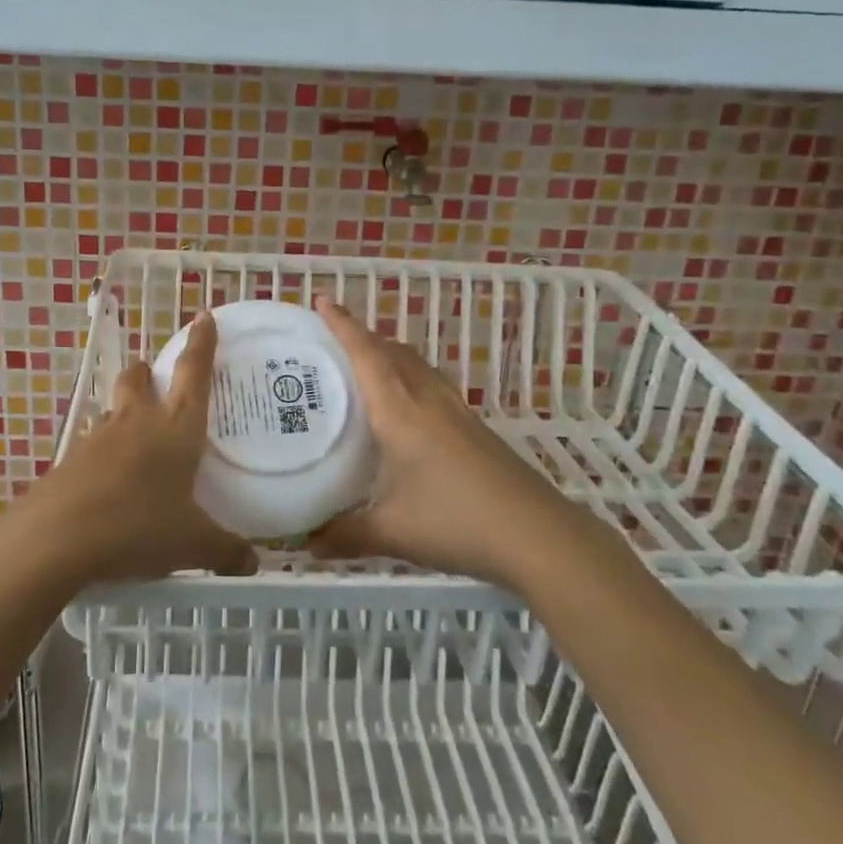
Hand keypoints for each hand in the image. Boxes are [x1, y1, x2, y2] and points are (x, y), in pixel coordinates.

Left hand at [16, 309, 257, 586]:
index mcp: (176, 429)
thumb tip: (253, 564)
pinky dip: (105, 452)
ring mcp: (99, 438)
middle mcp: (137, 422)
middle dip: (148, 371)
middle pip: (139, 378)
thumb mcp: (191, 544)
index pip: (194, 373)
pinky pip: (94, 445)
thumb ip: (225, 551)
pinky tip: (111, 482)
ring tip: (137, 438)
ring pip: (114, 409)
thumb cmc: (138, 527)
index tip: (205, 316)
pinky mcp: (71, 461)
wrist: (57, 539)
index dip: (202, 343)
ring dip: (125, 411)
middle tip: (156, 378)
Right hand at [309, 296, 568, 584]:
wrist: (537, 536)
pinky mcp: (475, 429)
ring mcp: (457, 413)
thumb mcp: (391, 532)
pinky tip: (407, 411)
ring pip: (418, 367)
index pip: (367, 355)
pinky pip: (433, 386)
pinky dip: (411, 379)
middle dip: (364, 336)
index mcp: (400, 413)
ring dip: (390, 356)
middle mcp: (428, 401)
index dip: (344, 325)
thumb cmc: (456, 523)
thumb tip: (305, 542)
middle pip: (394, 352)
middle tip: (333, 341)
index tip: (323, 300)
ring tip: (366, 368)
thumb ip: (344, 534)